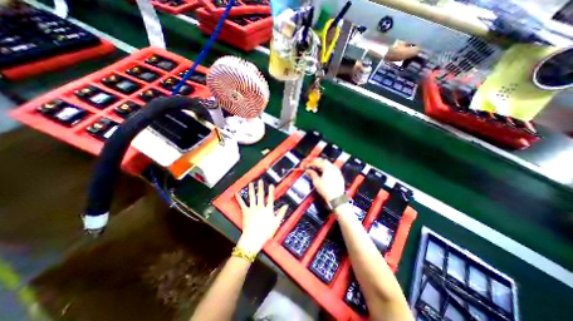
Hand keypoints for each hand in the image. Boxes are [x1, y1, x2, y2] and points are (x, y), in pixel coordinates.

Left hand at [234, 182, 286, 253]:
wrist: (253, 239)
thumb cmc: (266, 233)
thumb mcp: (276, 223)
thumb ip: (281, 213)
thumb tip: (286, 205)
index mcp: (268, 210)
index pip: (270, 198)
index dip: (271, 191)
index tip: (271, 185)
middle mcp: (260, 207)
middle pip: (261, 195)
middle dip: (261, 187)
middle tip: (260, 181)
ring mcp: (252, 209)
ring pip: (252, 197)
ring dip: (251, 190)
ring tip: (251, 184)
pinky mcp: (245, 212)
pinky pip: (242, 204)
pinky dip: (239, 198)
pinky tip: (237, 193)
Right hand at [304, 158, 344, 202]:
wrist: (336, 198)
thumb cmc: (326, 190)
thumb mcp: (316, 182)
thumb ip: (312, 174)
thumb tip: (308, 170)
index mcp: (327, 167)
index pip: (318, 162)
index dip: (311, 163)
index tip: (307, 165)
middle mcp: (333, 167)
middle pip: (324, 161)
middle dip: (317, 162)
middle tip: (311, 165)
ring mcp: (337, 171)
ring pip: (329, 164)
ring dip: (322, 165)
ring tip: (317, 168)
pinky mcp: (339, 176)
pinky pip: (332, 169)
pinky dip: (327, 169)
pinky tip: (324, 173)